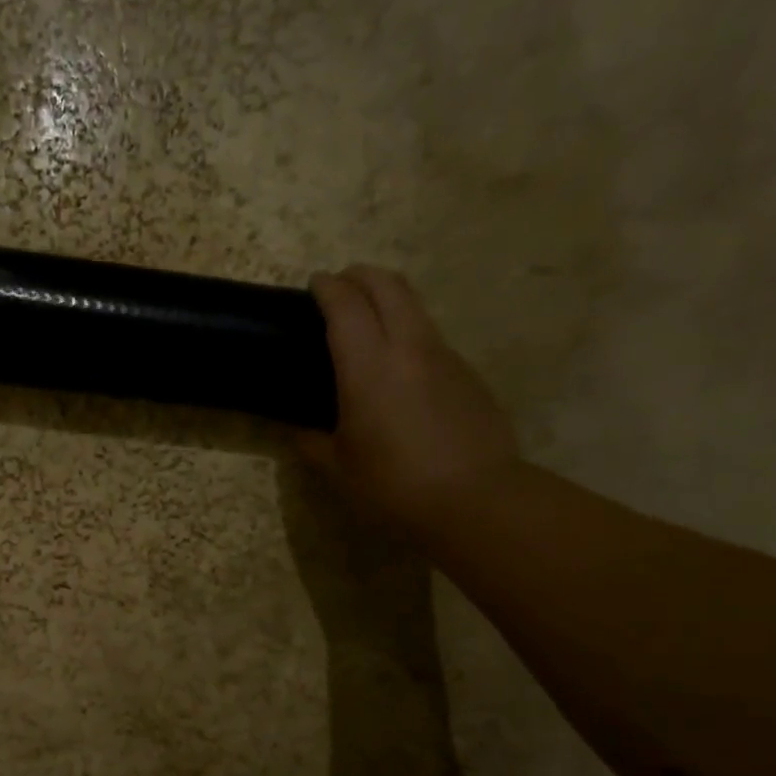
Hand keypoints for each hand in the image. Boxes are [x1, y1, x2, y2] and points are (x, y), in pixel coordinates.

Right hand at [303, 265, 521, 530]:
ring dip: (390, 301)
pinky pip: (432, 340)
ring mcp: (446, 358)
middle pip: (389, 287)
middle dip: (362, 276)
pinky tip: (401, 370)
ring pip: (416, 309)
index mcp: (369, 367)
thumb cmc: (393, 486)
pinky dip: (410, 335)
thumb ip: (312, 443)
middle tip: (342, 284)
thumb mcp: (338, 470)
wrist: (476, 500)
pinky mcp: (469, 376)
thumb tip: (298, 431)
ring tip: (369, 322)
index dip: (328, 288)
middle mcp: (410, 349)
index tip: (315, 284)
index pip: (346, 305)